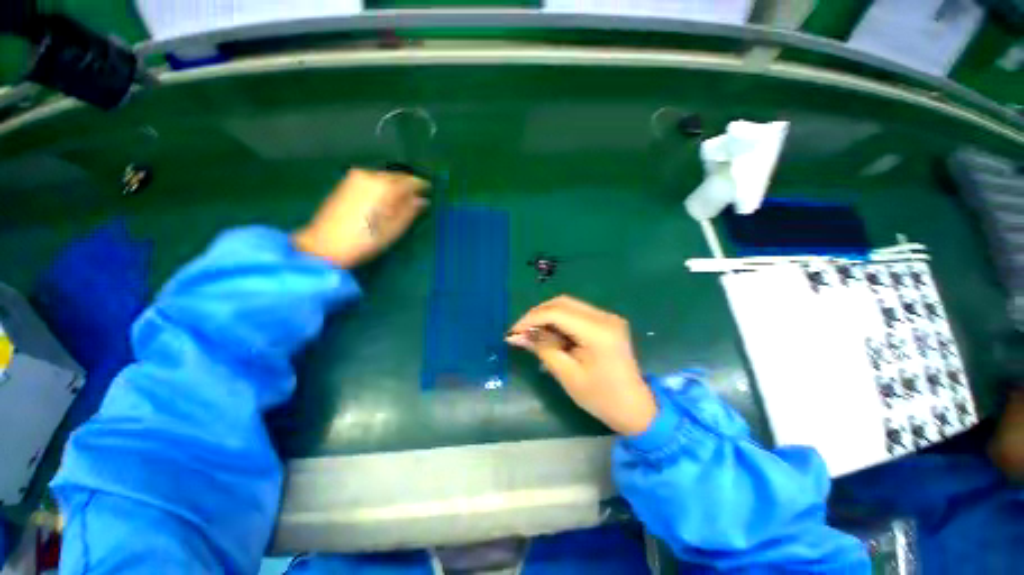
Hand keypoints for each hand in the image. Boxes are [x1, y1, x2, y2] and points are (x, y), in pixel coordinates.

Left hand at [293, 168, 429, 267]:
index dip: (422, 185)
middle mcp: (370, 176)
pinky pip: (372, 180)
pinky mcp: (346, 183)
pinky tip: (384, 198)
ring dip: (395, 186)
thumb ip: (410, 211)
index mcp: (384, 187)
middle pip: (396, 176)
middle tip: (418, 196)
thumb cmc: (365, 241)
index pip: (410, 181)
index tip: (430, 190)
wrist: (324, 245)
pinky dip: (382, 186)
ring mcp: (355, 177)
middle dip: (408, 185)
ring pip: (383, 177)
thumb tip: (423, 200)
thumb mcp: (394, 230)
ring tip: (402, 199)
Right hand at [507, 296, 657, 435]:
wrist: (635, 408)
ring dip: (547, 316)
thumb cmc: (600, 398)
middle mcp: (604, 316)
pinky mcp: (606, 321)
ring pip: (568, 305)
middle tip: (521, 332)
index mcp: (598, 331)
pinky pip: (576, 313)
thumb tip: (516, 335)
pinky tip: (550, 334)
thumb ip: (542, 348)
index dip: (531, 319)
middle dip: (537, 314)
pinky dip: (559, 320)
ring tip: (533, 334)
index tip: (513, 332)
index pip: (556, 312)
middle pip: (562, 302)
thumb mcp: (567, 374)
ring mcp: (608, 317)